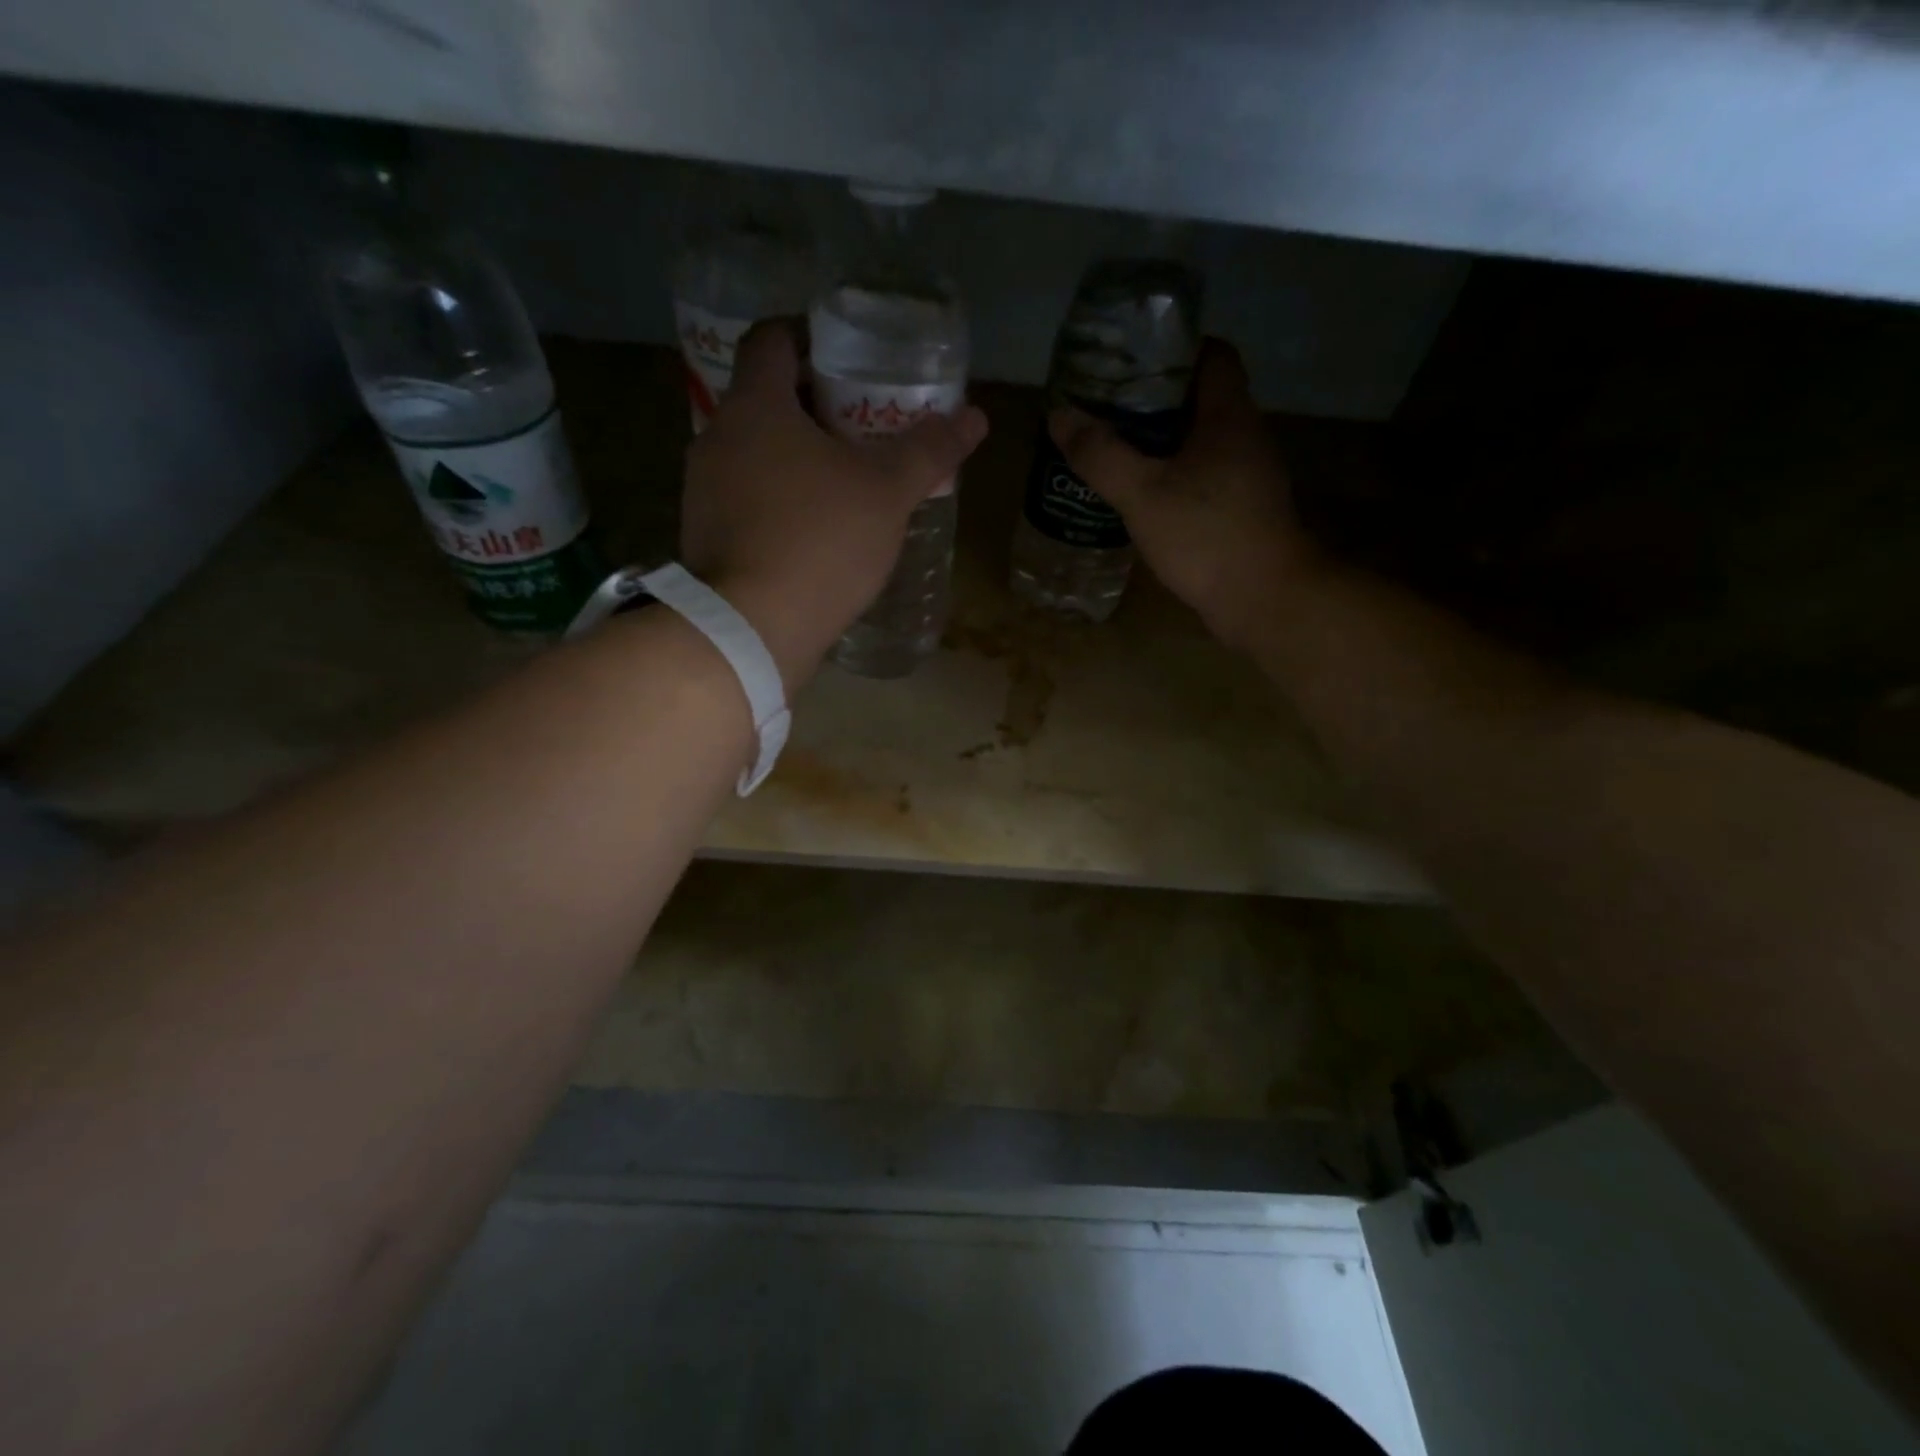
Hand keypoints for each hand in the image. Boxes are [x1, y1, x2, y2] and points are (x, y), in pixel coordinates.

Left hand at [681, 320, 988, 690]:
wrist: (752, 628)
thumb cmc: (821, 541)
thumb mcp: (887, 493)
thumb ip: (929, 451)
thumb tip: (976, 417)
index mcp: (756, 406)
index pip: (771, 339)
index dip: (809, 337)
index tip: (847, 359)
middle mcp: (718, 437)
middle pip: (764, 399)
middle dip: (812, 405)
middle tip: (861, 425)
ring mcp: (704, 490)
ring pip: (754, 453)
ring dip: (794, 456)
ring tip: (843, 480)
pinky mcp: (705, 537)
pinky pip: (745, 498)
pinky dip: (777, 499)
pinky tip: (814, 530)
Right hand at [1051, 340, 1313, 650]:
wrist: (1265, 601)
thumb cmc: (1206, 536)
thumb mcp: (1142, 493)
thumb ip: (1100, 454)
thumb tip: (1059, 416)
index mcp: (1229, 416)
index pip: (1212, 355)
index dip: (1172, 348)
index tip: (1129, 360)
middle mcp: (1246, 437)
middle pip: (1200, 399)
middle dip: (1153, 399)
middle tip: (1106, 408)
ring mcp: (1248, 477)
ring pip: (1200, 442)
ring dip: (1161, 442)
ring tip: (1114, 450)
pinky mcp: (1243, 512)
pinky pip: (1203, 478)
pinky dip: (1172, 477)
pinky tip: (1141, 497)